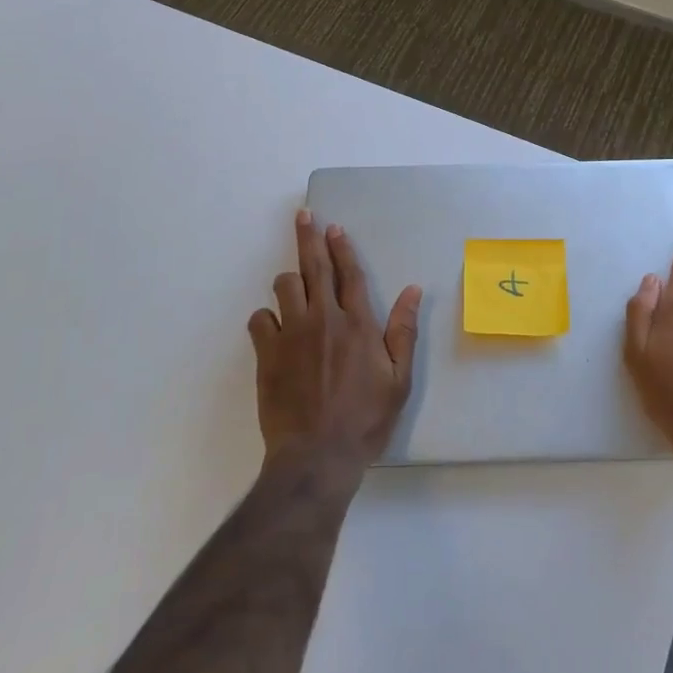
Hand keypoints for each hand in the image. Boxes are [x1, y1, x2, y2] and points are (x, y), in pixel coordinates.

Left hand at [248, 209, 421, 480]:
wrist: (317, 455)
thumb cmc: (365, 419)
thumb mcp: (399, 380)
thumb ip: (403, 331)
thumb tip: (412, 290)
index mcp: (358, 323)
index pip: (349, 273)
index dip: (341, 247)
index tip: (334, 227)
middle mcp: (324, 318)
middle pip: (314, 267)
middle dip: (309, 237)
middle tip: (304, 216)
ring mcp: (292, 334)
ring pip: (284, 286)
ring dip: (290, 280)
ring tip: (294, 284)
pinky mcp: (268, 353)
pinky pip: (259, 319)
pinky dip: (266, 318)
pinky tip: (273, 327)